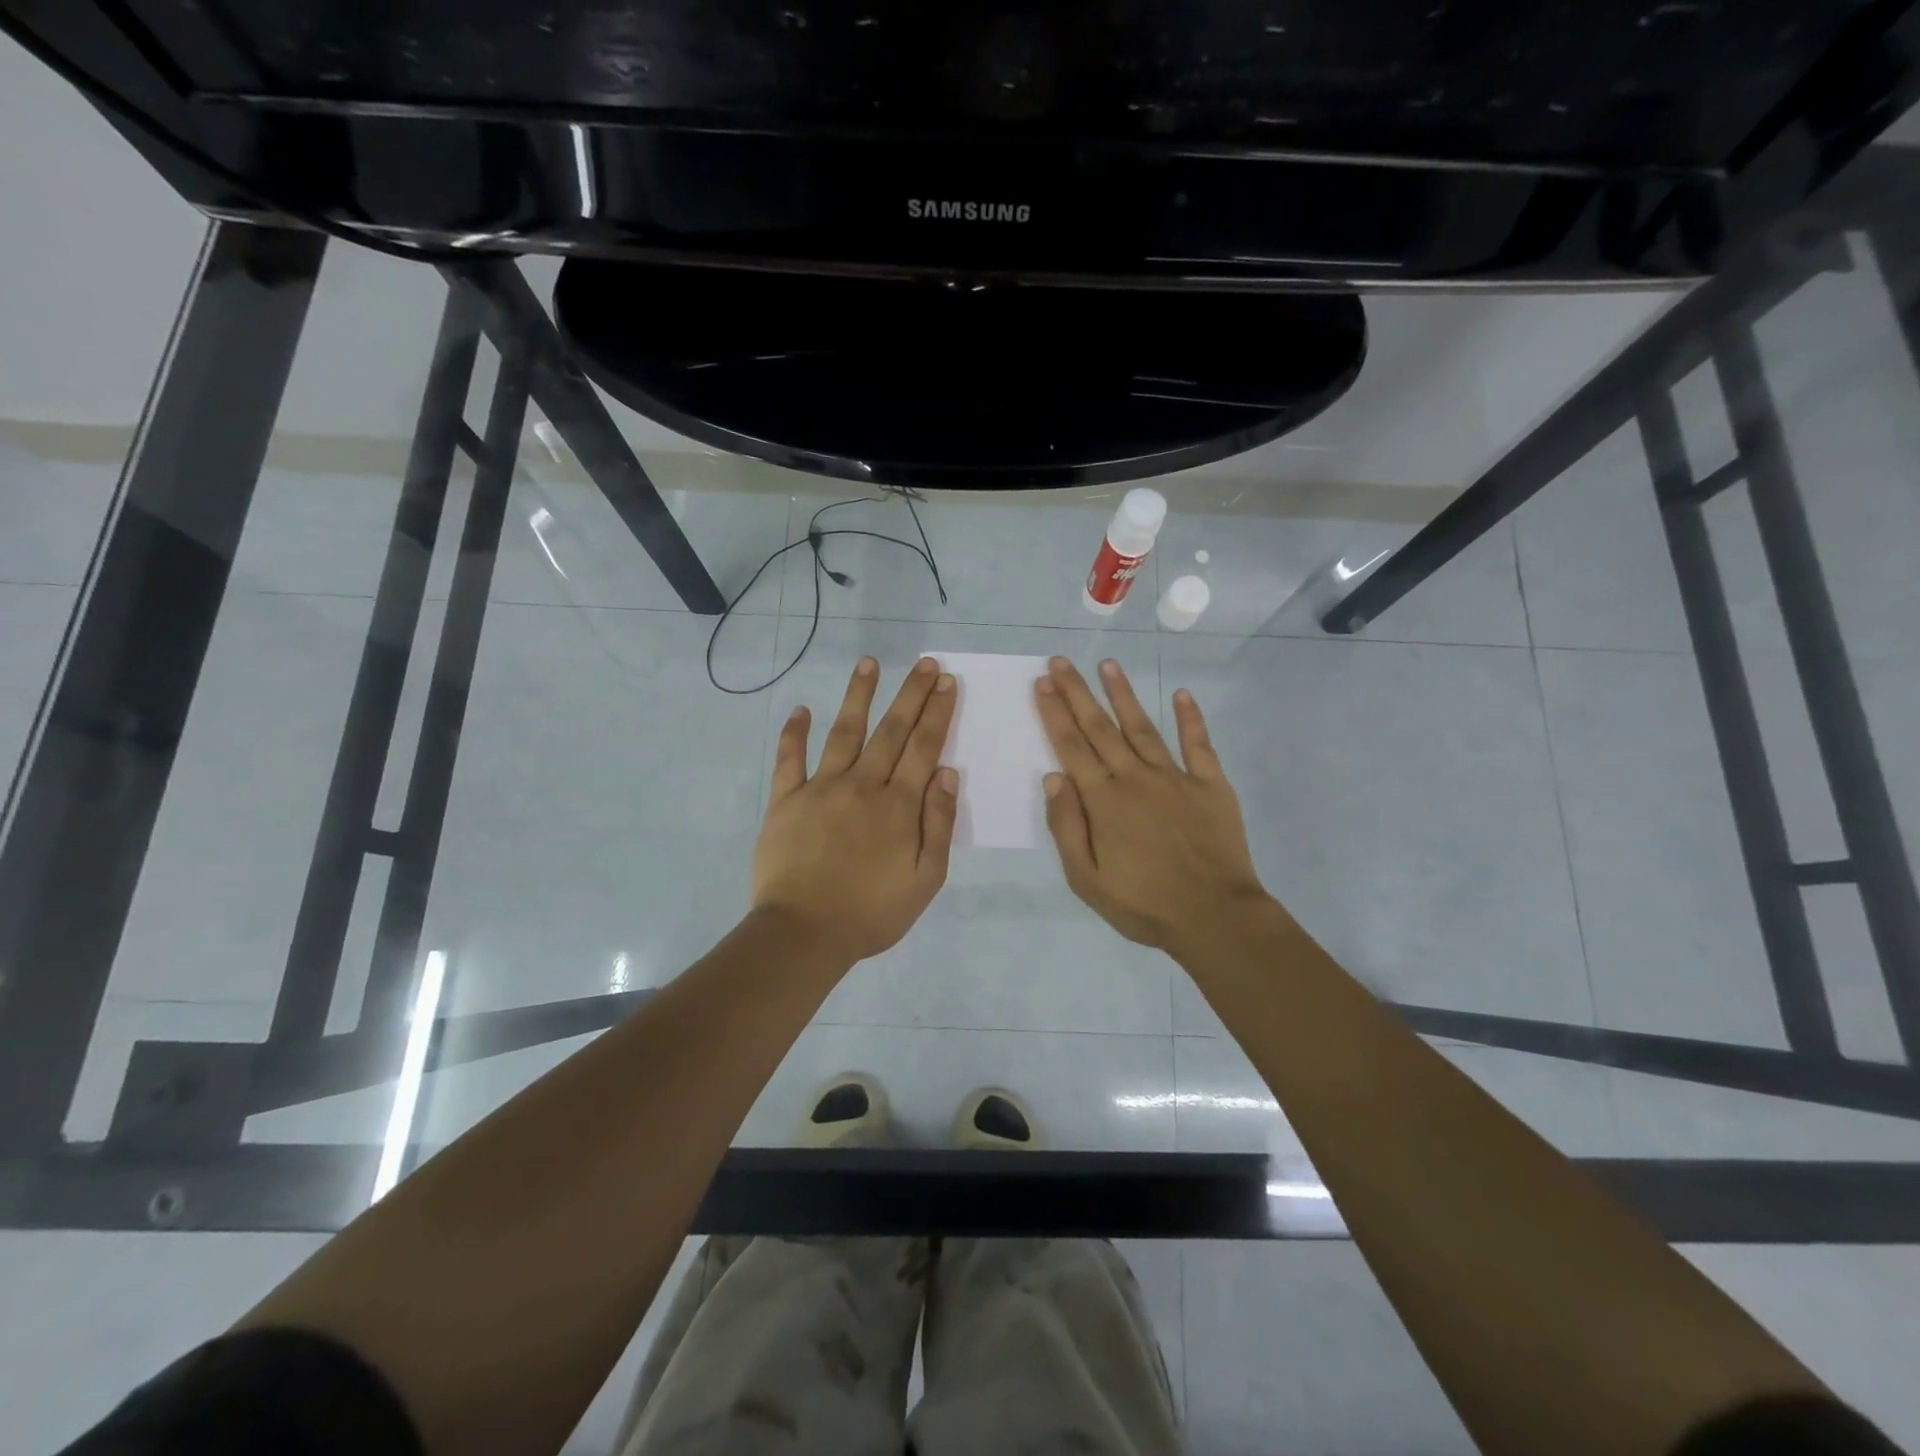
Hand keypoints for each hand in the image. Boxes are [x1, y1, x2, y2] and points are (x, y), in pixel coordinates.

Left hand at [753, 655, 959, 964]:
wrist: (804, 934)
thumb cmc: (872, 912)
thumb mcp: (925, 878)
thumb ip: (939, 823)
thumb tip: (947, 772)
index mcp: (898, 805)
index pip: (923, 747)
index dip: (937, 713)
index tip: (947, 683)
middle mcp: (862, 785)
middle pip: (891, 731)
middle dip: (911, 694)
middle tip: (925, 663)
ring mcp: (821, 788)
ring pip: (844, 732)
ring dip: (858, 696)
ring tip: (870, 663)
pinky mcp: (786, 800)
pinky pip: (789, 759)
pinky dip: (794, 733)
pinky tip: (801, 709)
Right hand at [1035, 657, 1271, 952]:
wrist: (1215, 916)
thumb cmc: (1144, 904)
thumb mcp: (1087, 879)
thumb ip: (1067, 826)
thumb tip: (1053, 778)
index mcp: (1104, 801)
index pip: (1071, 747)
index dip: (1054, 713)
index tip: (1042, 683)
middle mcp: (1135, 778)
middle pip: (1100, 728)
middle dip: (1077, 693)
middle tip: (1061, 661)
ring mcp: (1176, 778)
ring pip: (1143, 727)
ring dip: (1123, 694)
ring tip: (1108, 664)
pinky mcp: (1211, 785)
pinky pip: (1199, 745)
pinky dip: (1191, 718)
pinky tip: (1182, 694)